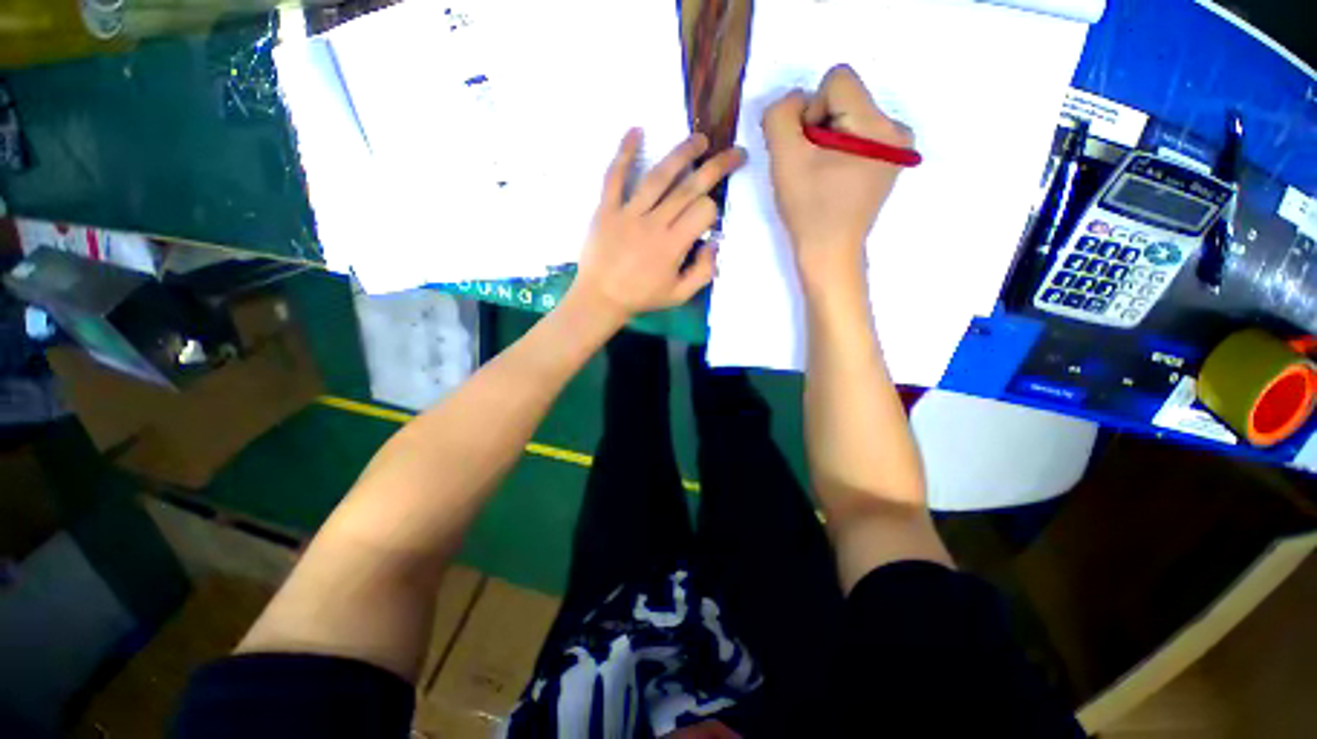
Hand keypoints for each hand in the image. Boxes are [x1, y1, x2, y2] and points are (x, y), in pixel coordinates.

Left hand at [571, 129, 745, 321]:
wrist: (600, 299)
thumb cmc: (641, 297)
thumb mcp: (679, 295)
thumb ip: (704, 272)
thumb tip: (715, 243)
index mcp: (673, 245)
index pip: (703, 211)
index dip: (713, 209)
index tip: (708, 218)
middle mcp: (654, 223)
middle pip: (689, 188)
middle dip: (716, 167)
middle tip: (734, 152)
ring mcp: (628, 213)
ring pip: (658, 176)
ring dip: (681, 154)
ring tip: (699, 140)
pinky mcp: (607, 209)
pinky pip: (615, 177)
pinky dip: (624, 153)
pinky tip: (636, 130)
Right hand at [762, 65, 912, 285]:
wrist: (830, 252)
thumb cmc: (809, 210)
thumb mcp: (785, 159)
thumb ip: (781, 116)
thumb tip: (794, 101)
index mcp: (877, 125)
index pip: (837, 79)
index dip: (810, 110)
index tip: (808, 149)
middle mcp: (897, 128)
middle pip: (845, 97)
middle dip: (819, 125)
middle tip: (811, 166)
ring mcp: (898, 147)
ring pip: (850, 116)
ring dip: (827, 139)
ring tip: (821, 175)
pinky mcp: (890, 161)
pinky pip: (859, 135)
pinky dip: (839, 149)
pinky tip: (833, 177)